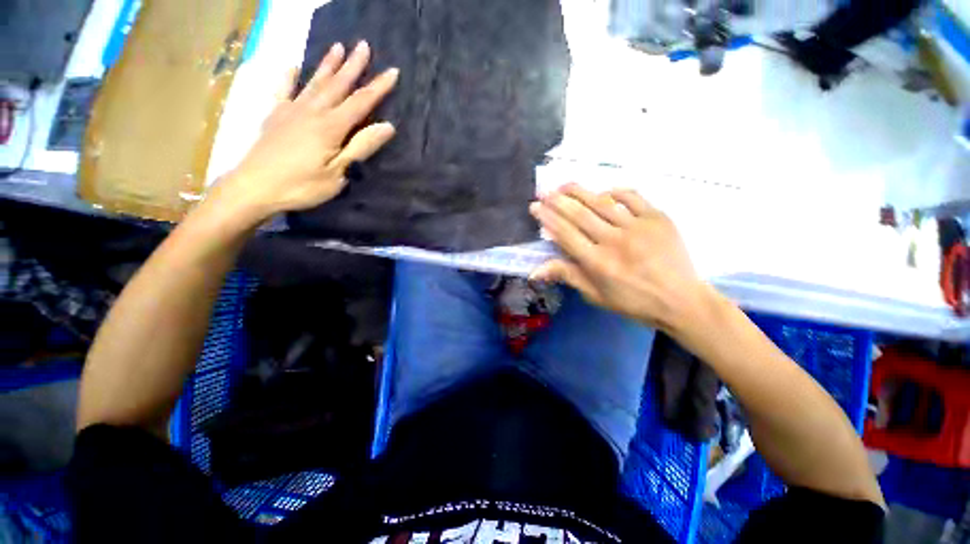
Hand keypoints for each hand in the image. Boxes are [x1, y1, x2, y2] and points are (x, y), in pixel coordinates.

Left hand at [210, 41, 398, 223]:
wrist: (254, 187)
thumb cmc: (301, 185)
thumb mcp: (338, 172)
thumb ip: (361, 147)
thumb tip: (387, 126)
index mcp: (331, 127)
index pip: (361, 102)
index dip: (378, 87)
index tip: (393, 71)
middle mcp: (312, 111)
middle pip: (337, 85)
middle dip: (353, 65)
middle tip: (363, 45)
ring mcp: (291, 110)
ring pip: (314, 83)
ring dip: (327, 65)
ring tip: (338, 47)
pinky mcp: (275, 116)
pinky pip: (283, 90)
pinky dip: (288, 77)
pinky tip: (291, 65)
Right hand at [529, 184, 710, 331]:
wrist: (680, 300)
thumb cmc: (632, 301)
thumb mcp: (595, 295)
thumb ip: (566, 276)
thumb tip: (534, 271)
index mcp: (597, 263)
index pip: (565, 234)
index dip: (547, 218)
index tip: (535, 206)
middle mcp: (614, 241)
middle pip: (579, 215)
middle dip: (557, 201)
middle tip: (544, 190)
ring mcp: (637, 227)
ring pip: (602, 202)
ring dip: (580, 191)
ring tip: (564, 184)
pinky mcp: (658, 218)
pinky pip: (633, 197)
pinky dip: (616, 192)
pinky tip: (605, 191)